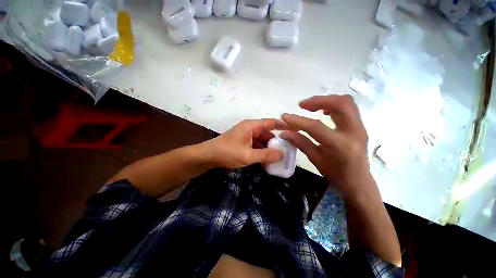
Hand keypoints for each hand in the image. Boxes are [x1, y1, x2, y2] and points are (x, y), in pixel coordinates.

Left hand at [204, 119, 284, 168]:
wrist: (208, 156)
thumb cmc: (227, 153)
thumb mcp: (247, 155)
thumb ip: (265, 155)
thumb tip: (283, 154)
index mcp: (252, 126)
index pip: (272, 122)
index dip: (284, 125)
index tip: (296, 130)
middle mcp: (251, 129)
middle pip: (268, 134)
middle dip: (277, 142)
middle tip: (289, 152)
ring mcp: (247, 137)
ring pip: (263, 141)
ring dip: (269, 149)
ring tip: (280, 159)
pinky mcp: (244, 143)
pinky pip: (257, 146)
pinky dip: (262, 152)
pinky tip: (268, 161)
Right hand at [280, 95, 373, 197]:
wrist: (359, 182)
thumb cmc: (336, 174)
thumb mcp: (315, 159)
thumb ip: (300, 143)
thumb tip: (284, 133)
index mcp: (340, 145)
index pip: (316, 126)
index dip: (298, 120)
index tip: (284, 116)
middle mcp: (353, 132)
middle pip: (339, 104)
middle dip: (318, 100)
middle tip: (302, 105)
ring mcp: (360, 127)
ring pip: (346, 102)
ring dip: (326, 100)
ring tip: (311, 106)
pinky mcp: (360, 126)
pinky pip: (349, 108)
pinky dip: (334, 104)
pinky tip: (324, 111)